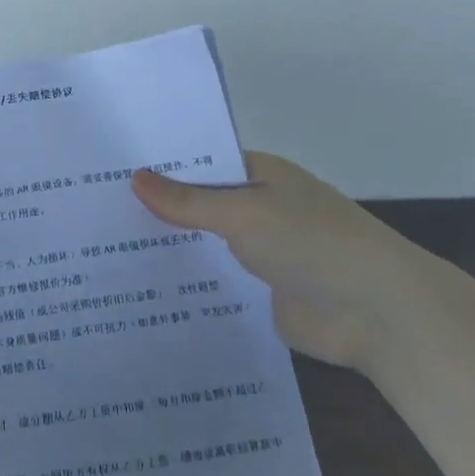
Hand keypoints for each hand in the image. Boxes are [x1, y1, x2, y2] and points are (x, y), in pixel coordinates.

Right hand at [131, 150, 440, 371]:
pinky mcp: (261, 292)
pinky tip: (143, 286)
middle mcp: (261, 209)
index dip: (163, 166)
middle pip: (201, 205)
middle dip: (159, 209)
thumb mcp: (243, 213)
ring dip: (172, 247)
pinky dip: (189, 282)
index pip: (203, 162)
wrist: (376, 313)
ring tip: (107, 248)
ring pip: (206, 244)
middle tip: (98, 211)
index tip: (113, 170)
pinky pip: (216, 281)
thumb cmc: (311, 242)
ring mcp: (262, 252)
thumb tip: (135, 177)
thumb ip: (187, 201)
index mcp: (262, 176)